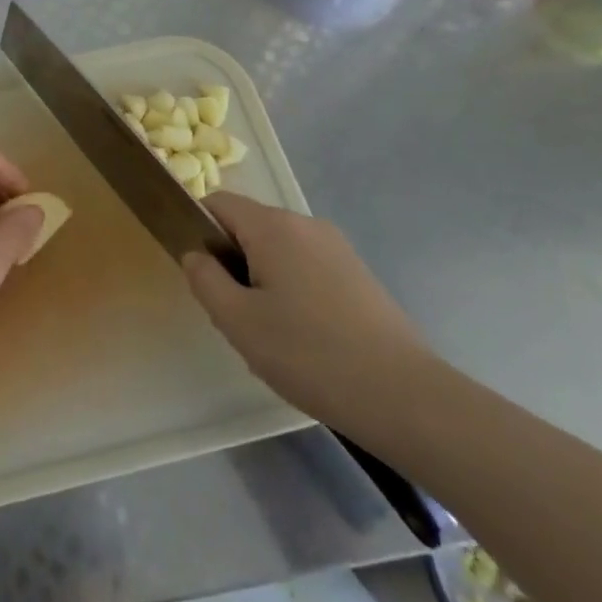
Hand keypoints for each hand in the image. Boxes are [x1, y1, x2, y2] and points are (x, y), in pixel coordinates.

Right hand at [183, 193, 433, 432]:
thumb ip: (204, 279)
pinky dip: (293, 292)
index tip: (201, 275)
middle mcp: (306, 224)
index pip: (218, 203)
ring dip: (263, 281)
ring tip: (271, 335)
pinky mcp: (359, 275)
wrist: (405, 397)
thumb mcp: (236, 321)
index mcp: (273, 226)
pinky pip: (307, 269)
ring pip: (279, 251)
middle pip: (250, 227)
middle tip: (234, 316)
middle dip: (233, 263)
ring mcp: (338, 249)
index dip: (198, 229)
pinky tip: (305, 340)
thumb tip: (196, 255)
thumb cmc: (308, 354)